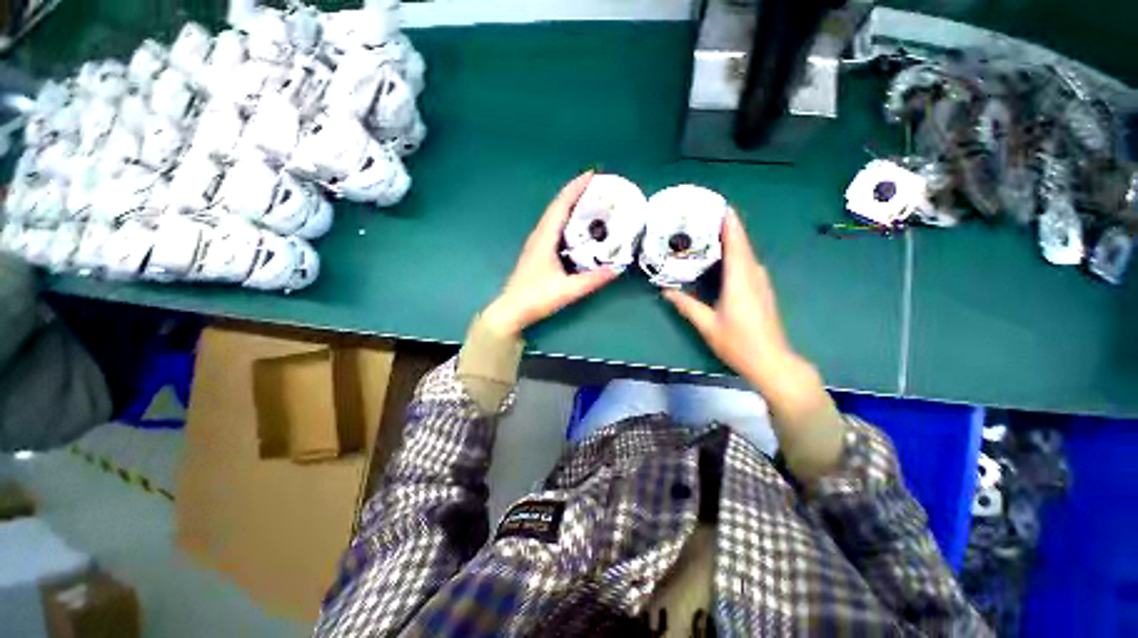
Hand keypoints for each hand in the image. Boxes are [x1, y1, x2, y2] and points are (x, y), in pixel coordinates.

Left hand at [481, 173, 618, 336]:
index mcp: (545, 238)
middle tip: (598, 187)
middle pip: (557, 206)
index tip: (593, 174)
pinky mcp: (537, 251)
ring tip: (591, 202)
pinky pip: (553, 227)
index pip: (561, 205)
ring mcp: (536, 243)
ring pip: (554, 216)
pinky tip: (577, 227)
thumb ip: (594, 279)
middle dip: (576, 192)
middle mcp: (539, 235)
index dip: (576, 187)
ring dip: (571, 205)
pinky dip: (566, 219)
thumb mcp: (569, 290)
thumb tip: (618, 268)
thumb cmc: (537, 298)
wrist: (511, 310)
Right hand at [662, 210, 799, 390]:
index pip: (736, 242)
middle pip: (741, 243)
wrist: (772, 362)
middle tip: (701, 218)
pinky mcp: (761, 289)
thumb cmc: (738, 343)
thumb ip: (686, 305)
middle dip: (725, 227)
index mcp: (740, 279)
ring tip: (706, 234)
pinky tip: (719, 259)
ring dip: (729, 240)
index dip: (729, 222)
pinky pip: (746, 264)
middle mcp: (753, 274)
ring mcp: (760, 281)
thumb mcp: (707, 324)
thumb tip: (666, 291)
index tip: (718, 204)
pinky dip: (733, 255)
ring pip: (744, 253)